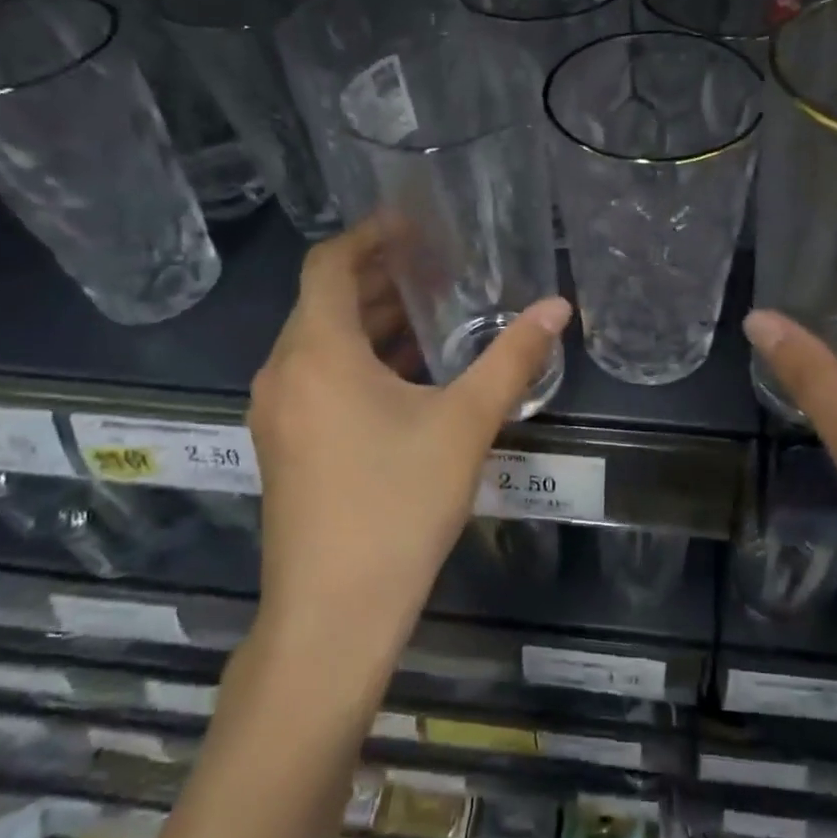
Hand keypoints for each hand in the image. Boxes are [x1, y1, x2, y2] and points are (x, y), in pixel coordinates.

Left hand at [246, 220, 571, 666]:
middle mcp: (284, 373)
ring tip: (431, 315)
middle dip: (378, 278)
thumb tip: (557, 308)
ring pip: (322, 344)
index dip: (369, 235)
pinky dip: (360, 362)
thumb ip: (512, 359)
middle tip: (437, 266)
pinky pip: (319, 379)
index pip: (328, 263)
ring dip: (371, 323)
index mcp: (316, 352)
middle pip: (324, 301)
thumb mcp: (465, 424)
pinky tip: (409, 378)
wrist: (334, 613)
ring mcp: (279, 414)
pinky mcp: (287, 447)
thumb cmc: (397, 504)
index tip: (414, 224)